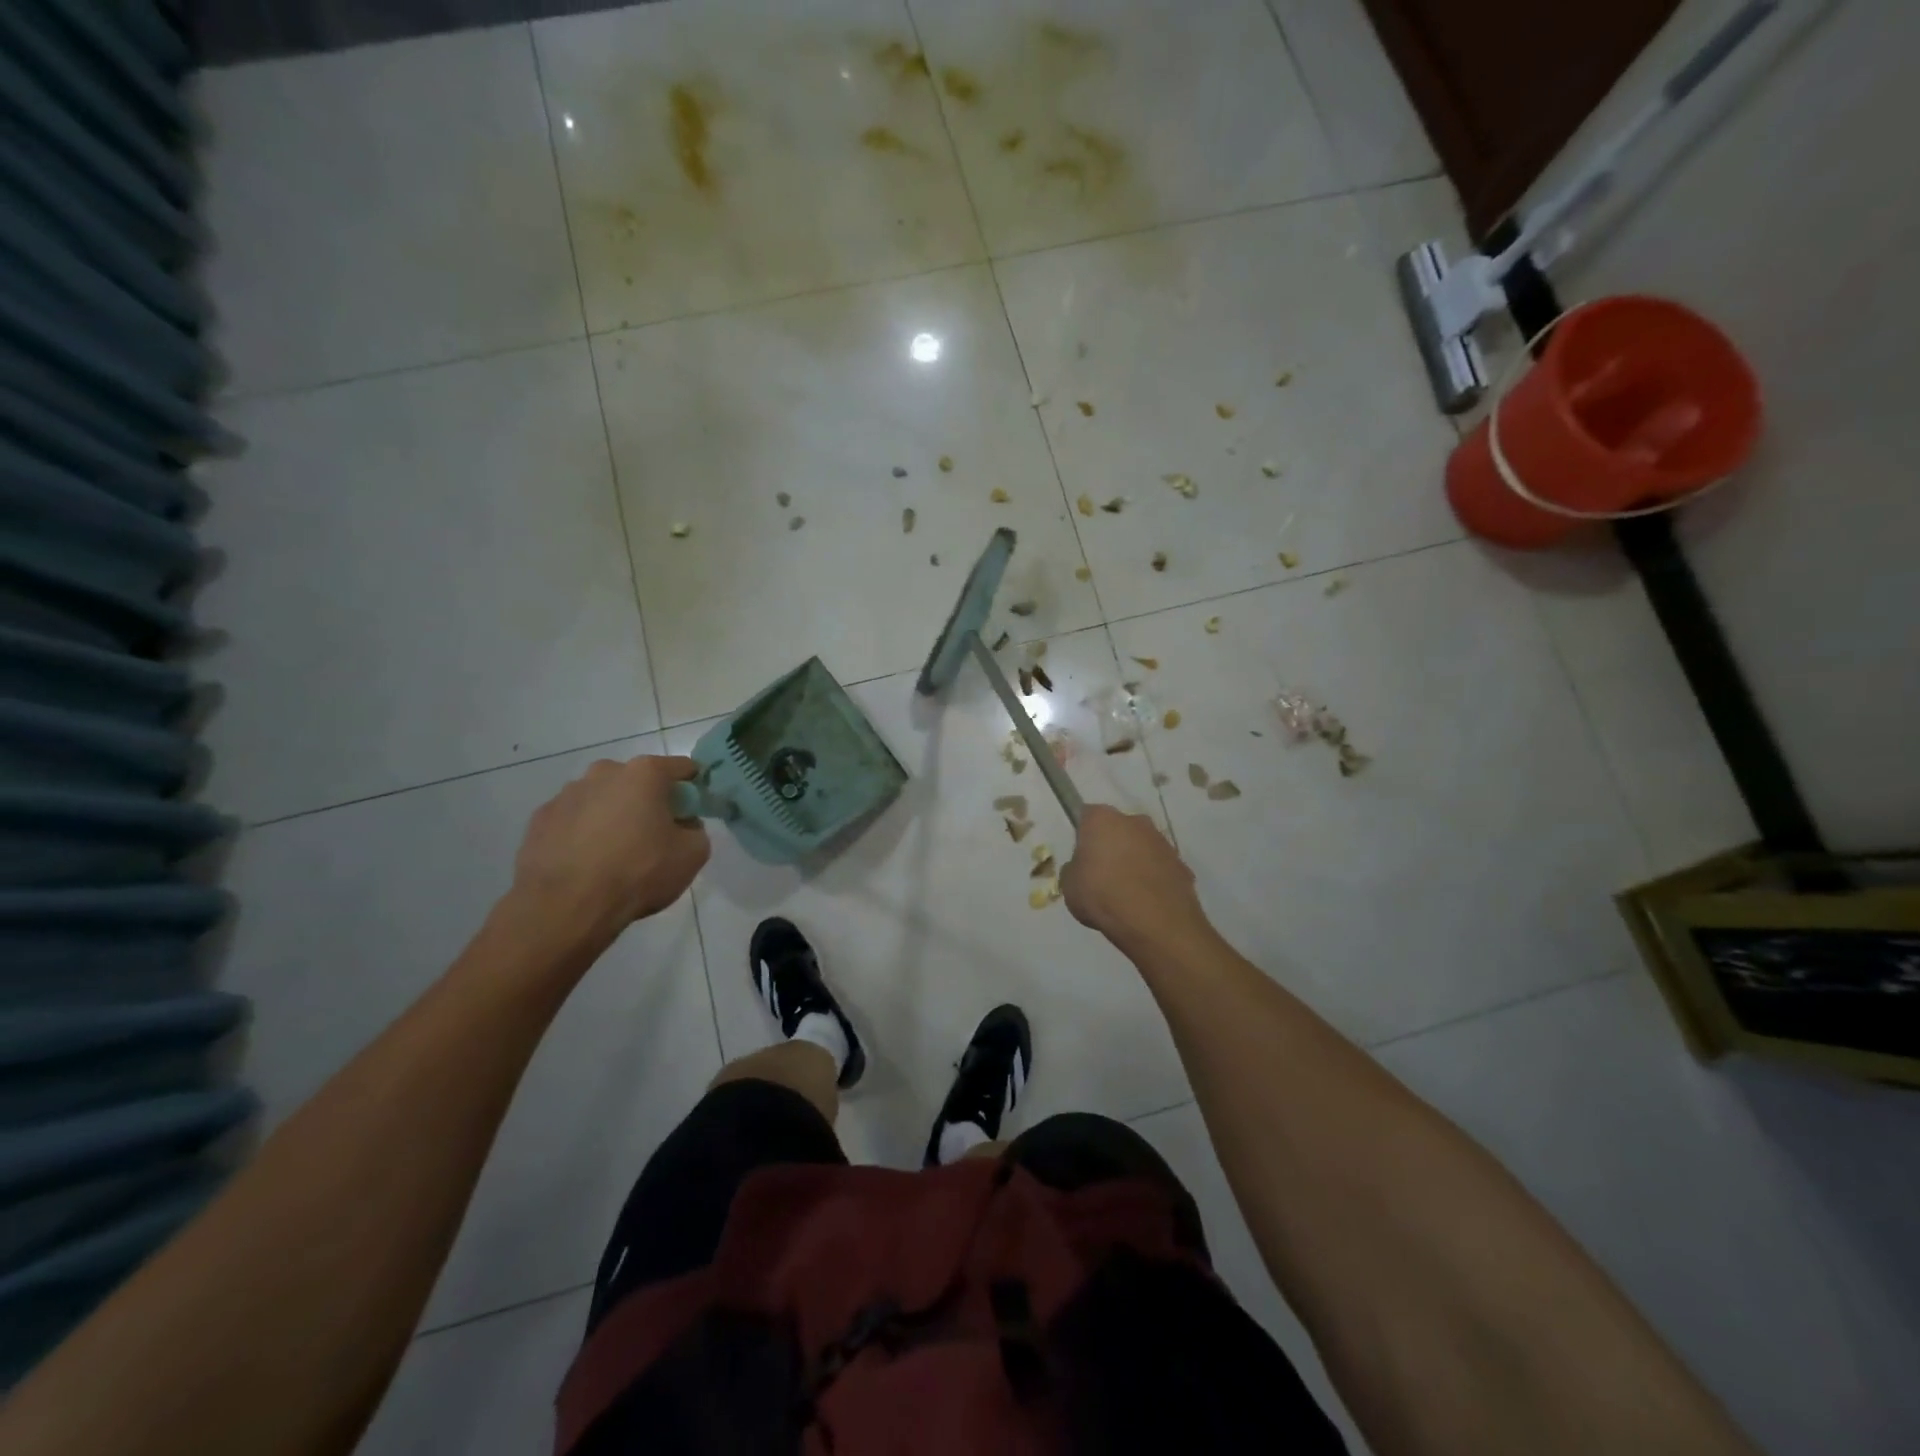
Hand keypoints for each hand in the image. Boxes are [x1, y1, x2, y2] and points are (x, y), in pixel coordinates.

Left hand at [510, 756, 709, 937]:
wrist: (565, 907)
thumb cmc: (637, 872)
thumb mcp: (693, 855)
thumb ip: (696, 831)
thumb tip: (683, 826)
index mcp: (644, 774)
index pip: (681, 768)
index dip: (692, 787)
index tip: (693, 811)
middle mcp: (603, 773)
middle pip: (637, 781)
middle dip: (648, 800)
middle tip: (654, 835)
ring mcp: (566, 794)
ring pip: (602, 798)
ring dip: (613, 815)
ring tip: (614, 854)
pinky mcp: (540, 819)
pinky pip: (573, 820)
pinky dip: (583, 833)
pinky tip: (585, 862)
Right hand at [1060, 804, 1208, 952]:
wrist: (1156, 924)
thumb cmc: (1103, 896)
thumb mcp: (1069, 886)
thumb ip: (1073, 870)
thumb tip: (1081, 868)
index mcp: (1103, 819)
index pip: (1087, 816)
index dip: (1082, 835)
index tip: (1080, 856)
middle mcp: (1135, 821)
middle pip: (1118, 828)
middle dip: (1111, 844)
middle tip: (1102, 873)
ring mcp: (1162, 842)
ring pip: (1141, 846)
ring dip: (1134, 860)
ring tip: (1126, 892)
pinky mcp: (1182, 864)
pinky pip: (1160, 867)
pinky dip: (1153, 878)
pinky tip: (1146, 902)